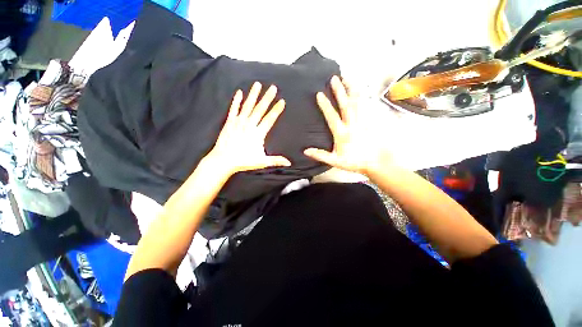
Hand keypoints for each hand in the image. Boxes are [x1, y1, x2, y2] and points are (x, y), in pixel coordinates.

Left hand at [205, 82, 291, 176]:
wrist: (223, 160)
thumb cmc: (243, 161)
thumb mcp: (262, 162)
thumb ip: (276, 160)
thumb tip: (289, 163)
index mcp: (258, 134)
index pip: (269, 119)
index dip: (276, 110)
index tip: (282, 101)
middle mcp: (249, 125)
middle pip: (260, 109)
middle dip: (267, 98)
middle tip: (273, 87)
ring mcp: (238, 122)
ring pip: (248, 106)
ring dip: (253, 95)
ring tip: (257, 84)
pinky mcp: (229, 122)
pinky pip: (234, 109)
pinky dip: (236, 101)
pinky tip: (239, 93)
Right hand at [304, 76, 391, 175]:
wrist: (376, 162)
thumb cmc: (355, 162)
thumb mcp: (336, 161)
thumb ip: (321, 155)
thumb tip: (306, 151)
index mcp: (342, 133)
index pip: (332, 117)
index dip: (325, 105)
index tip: (320, 94)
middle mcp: (352, 125)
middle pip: (345, 105)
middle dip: (339, 91)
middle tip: (334, 78)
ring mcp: (362, 122)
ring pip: (357, 103)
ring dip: (351, 90)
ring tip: (348, 79)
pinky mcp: (368, 122)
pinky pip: (365, 106)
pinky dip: (362, 97)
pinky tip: (361, 91)